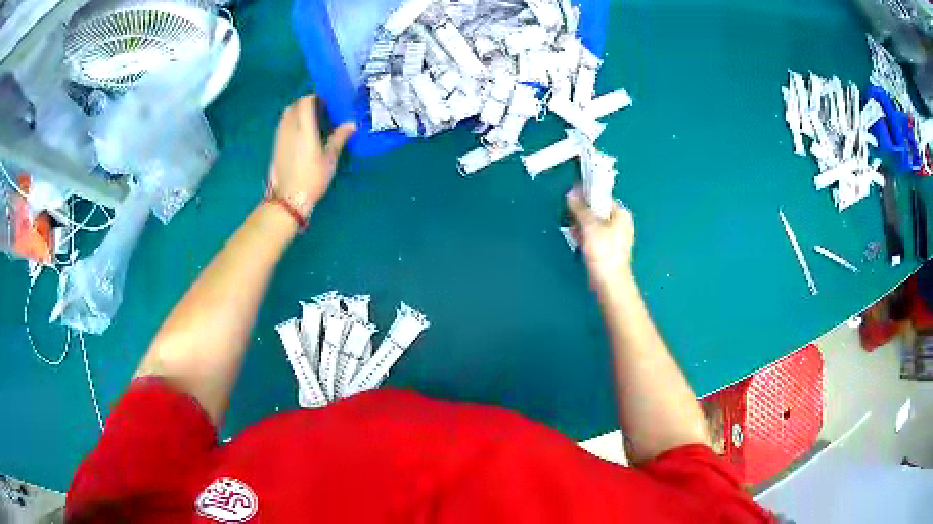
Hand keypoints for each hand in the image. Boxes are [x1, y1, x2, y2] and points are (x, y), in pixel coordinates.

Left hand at [268, 96, 355, 216]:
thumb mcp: (329, 160)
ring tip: (309, 122)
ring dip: (296, 113)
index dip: (314, 98)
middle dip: (304, 104)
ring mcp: (280, 138)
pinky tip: (300, 135)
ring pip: (285, 116)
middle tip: (318, 111)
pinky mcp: (275, 147)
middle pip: (293, 106)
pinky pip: (282, 126)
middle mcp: (289, 129)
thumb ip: (338, 138)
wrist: (288, 199)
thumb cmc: (312, 179)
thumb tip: (351, 124)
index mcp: (304, 129)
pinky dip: (290, 124)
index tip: (325, 103)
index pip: (305, 102)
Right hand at [566, 188, 635, 292]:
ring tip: (575, 233)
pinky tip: (578, 242)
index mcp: (621, 214)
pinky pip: (594, 236)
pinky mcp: (608, 248)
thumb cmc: (603, 252)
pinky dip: (585, 236)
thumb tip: (571, 194)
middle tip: (572, 220)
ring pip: (593, 224)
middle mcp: (621, 223)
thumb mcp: (589, 226)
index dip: (586, 197)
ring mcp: (615, 236)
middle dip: (582, 214)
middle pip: (596, 211)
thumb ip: (580, 208)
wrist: (609, 281)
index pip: (601, 197)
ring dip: (581, 226)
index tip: (572, 201)